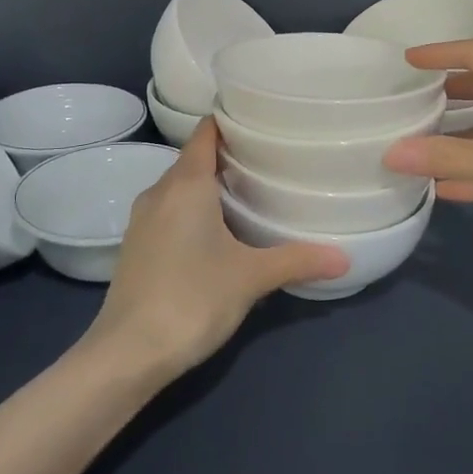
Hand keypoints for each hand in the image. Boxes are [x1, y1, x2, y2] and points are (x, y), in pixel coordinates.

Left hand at [89, 118, 346, 379]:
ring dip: (210, 184)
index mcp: (186, 184)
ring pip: (181, 186)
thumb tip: (344, 257)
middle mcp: (160, 192)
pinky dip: (194, 208)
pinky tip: (219, 230)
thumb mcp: (251, 277)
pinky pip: (170, 210)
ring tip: (251, 191)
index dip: (231, 120)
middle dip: (229, 155)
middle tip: (270, 158)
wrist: (127, 353)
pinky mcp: (137, 245)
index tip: (263, 120)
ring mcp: (143, 219)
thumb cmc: (192, 299)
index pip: (206, 132)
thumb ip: (297, 260)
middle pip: (195, 158)